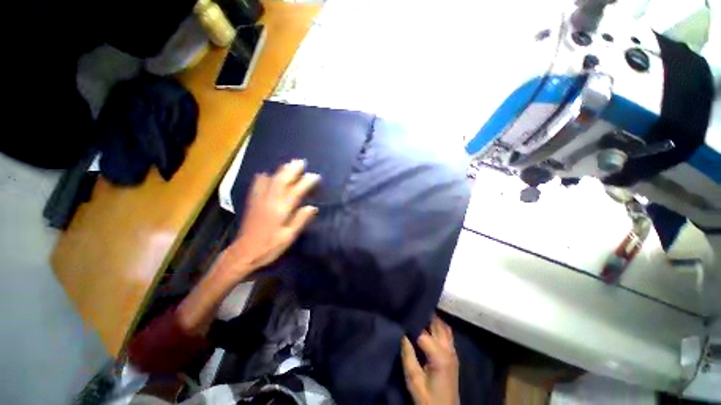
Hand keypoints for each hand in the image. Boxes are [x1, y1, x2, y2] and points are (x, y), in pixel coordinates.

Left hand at [222, 159, 319, 277]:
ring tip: (288, 164)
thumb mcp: (288, 237)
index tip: (315, 176)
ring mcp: (259, 201)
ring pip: (270, 181)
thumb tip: (312, 207)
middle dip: (292, 170)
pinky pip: (256, 187)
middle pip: (282, 181)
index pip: (296, 191)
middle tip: (301, 162)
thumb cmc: (269, 247)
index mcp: (281, 210)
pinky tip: (265, 174)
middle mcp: (270, 201)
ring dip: (280, 171)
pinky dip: (262, 178)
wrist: (243, 253)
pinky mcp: (252, 204)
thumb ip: (300, 220)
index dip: (306, 182)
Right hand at [401, 316, 458, 404]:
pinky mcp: (453, 355)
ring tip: (418, 316)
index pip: (423, 332)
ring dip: (432, 320)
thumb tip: (402, 334)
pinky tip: (429, 326)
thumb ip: (407, 355)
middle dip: (424, 316)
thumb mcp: (413, 380)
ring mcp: (453, 352)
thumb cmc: (427, 398)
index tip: (402, 319)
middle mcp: (448, 349)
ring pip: (444, 327)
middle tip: (410, 312)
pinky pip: (447, 334)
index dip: (412, 325)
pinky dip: (438, 326)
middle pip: (436, 324)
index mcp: (439, 355)